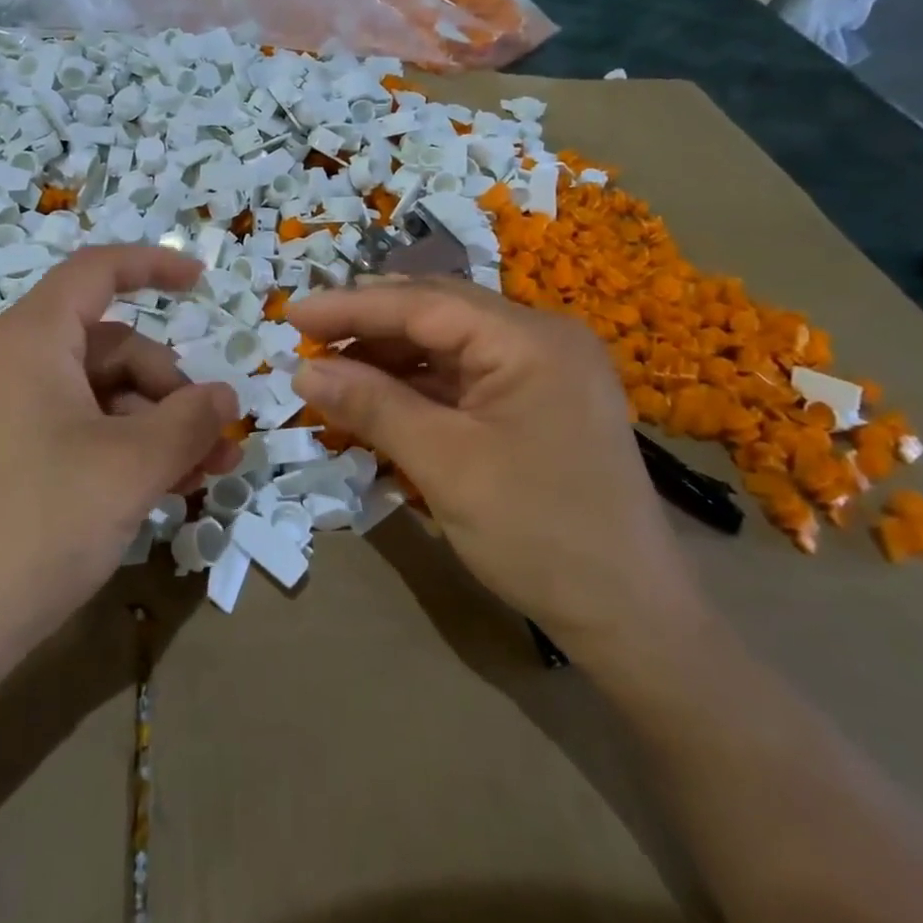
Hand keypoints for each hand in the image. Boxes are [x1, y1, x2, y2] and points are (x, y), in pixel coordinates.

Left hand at [0, 246, 239, 660]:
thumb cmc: (41, 524)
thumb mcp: (132, 467)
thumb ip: (190, 420)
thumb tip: (224, 396)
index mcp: (29, 339)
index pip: (96, 271)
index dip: (154, 266)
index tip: (203, 282)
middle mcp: (11, 360)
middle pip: (111, 346)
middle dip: (170, 388)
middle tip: (215, 442)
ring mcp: (4, 407)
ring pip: (100, 392)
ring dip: (156, 425)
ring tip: (202, 474)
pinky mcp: (5, 450)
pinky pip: (77, 425)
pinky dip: (122, 445)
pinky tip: (164, 486)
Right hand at [288, 279, 706, 665]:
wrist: (631, 618)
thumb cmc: (539, 534)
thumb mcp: (444, 464)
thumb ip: (372, 406)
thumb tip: (303, 371)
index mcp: (530, 339)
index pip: (424, 303)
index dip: (352, 306)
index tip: (292, 314)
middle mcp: (541, 339)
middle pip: (437, 315)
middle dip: (368, 326)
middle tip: (306, 339)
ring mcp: (542, 371)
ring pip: (447, 347)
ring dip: (388, 360)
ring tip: (331, 372)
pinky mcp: (536, 404)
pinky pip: (464, 380)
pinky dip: (416, 389)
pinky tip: (377, 401)